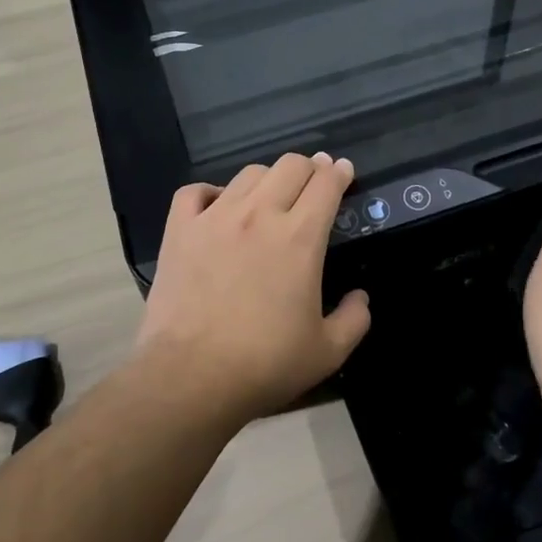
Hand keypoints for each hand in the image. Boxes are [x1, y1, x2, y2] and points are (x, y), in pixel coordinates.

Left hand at [134, 153, 371, 421]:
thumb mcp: (328, 351)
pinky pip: (194, 191)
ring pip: (248, 174)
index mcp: (300, 237)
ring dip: (267, 178)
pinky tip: (216, 205)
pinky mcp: (180, 231)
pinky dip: (210, 192)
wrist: (191, 376)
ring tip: (270, 195)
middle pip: (290, 166)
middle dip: (309, 167)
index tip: (342, 170)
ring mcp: (215, 218)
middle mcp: (260, 215)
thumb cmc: (266, 364)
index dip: (338, 172)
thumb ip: (354, 319)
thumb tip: (361, 297)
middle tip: (313, 181)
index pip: (326, 184)